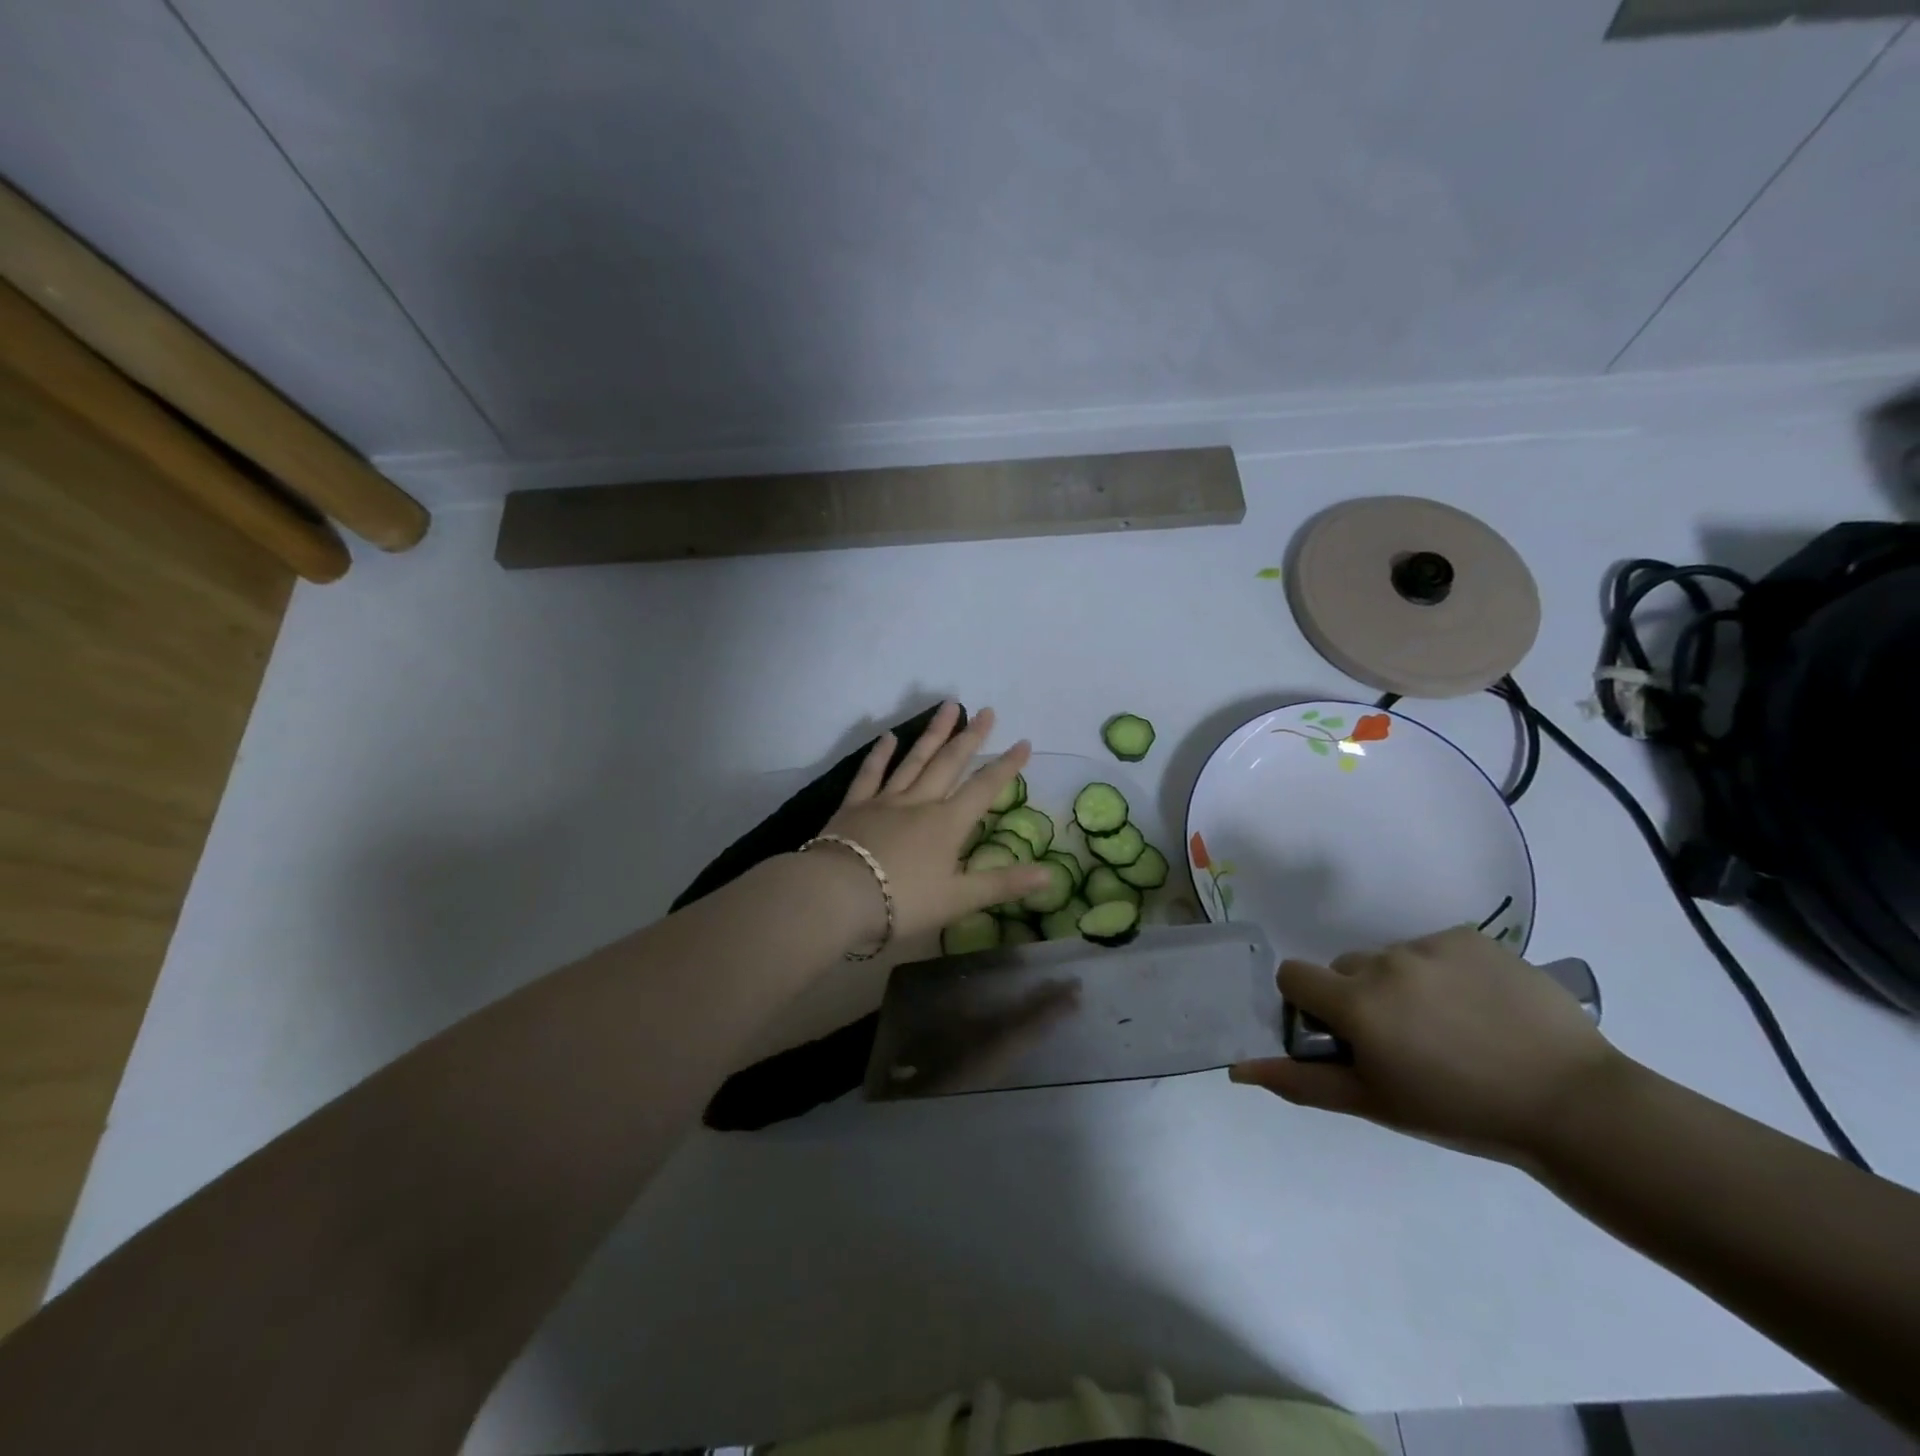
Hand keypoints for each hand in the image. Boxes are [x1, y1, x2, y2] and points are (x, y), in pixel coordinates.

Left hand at [815, 703, 1052, 946]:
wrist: (839, 895)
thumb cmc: (903, 901)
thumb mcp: (959, 899)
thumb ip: (1003, 884)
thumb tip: (1050, 874)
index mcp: (948, 824)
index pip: (984, 788)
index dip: (1006, 766)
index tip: (1023, 742)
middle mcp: (920, 802)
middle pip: (950, 763)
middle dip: (971, 737)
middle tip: (986, 711)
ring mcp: (886, 800)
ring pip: (915, 759)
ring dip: (933, 733)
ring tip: (948, 706)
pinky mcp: (855, 806)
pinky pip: (871, 773)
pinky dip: (881, 754)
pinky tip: (888, 736)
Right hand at [1230, 925, 1622, 1162]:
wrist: (1574, 1105)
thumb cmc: (1462, 1112)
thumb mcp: (1374, 1103)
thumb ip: (1301, 1081)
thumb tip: (1237, 1068)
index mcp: (1355, 1001)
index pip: (1293, 976)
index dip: (1308, 1005)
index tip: (1342, 1035)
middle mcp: (1384, 961)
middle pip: (1345, 968)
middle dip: (1359, 998)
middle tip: (1404, 1043)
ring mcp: (1430, 945)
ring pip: (1390, 959)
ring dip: (1402, 986)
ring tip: (1451, 1028)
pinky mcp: (1471, 937)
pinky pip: (1434, 948)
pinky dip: (1443, 972)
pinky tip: (1480, 1008)